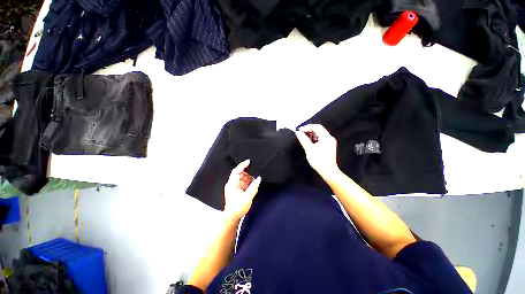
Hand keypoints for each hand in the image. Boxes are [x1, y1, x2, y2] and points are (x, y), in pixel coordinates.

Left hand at [224, 159, 261, 220]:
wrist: (232, 217)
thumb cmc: (237, 208)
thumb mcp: (247, 198)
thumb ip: (253, 188)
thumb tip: (259, 179)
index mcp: (232, 185)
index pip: (236, 171)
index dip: (242, 165)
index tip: (249, 161)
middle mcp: (232, 184)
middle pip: (240, 173)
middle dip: (248, 173)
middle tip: (255, 174)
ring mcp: (234, 186)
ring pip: (242, 178)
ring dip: (249, 178)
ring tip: (254, 181)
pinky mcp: (237, 189)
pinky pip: (243, 182)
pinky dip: (248, 182)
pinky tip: (252, 185)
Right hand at [295, 124, 338, 178]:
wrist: (328, 171)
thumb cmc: (319, 160)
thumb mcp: (309, 149)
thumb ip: (303, 139)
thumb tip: (298, 132)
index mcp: (326, 137)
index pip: (317, 127)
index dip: (307, 127)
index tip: (300, 130)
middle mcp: (329, 138)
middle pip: (318, 130)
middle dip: (309, 131)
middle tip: (300, 134)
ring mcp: (329, 142)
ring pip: (319, 134)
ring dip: (311, 135)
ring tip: (303, 138)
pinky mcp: (328, 147)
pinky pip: (320, 139)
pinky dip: (314, 139)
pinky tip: (309, 143)